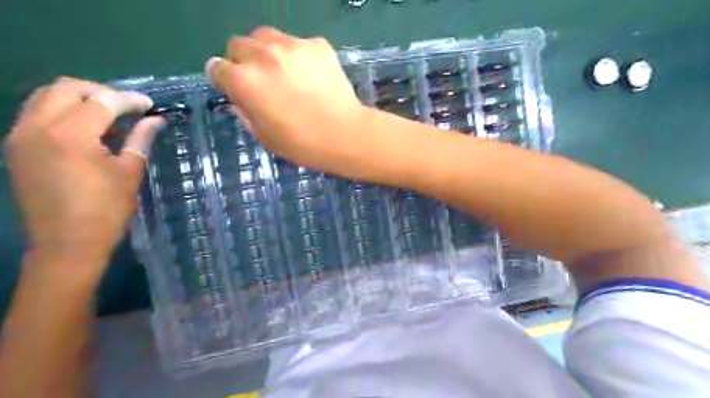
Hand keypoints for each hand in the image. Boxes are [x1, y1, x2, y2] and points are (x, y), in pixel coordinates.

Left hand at [5, 76, 163, 269]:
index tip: (150, 105)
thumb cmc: (106, 210)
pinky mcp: (16, 147)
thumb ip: (140, 140)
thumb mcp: (129, 172)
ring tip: (108, 115)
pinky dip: (63, 112)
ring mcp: (21, 136)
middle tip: (127, 107)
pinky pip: (37, 113)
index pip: (101, 102)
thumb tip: (155, 120)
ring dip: (80, 99)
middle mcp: (37, 128)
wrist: (67, 243)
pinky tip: (86, 129)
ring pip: (46, 97)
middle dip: (101, 92)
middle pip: (66, 88)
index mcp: (70, 136)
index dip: (129, 100)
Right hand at [205, 27, 368, 175]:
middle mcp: (262, 55)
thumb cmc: (302, 144)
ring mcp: (292, 45)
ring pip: (266, 37)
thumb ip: (245, 113)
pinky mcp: (317, 44)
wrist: (345, 135)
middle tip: (262, 81)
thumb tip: (239, 99)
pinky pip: (298, 43)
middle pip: (238, 45)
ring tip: (285, 73)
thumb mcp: (265, 137)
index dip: (224, 79)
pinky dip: (299, 56)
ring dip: (267, 52)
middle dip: (243, 61)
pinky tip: (312, 76)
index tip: (235, 88)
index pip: (216, 67)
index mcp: (244, 81)